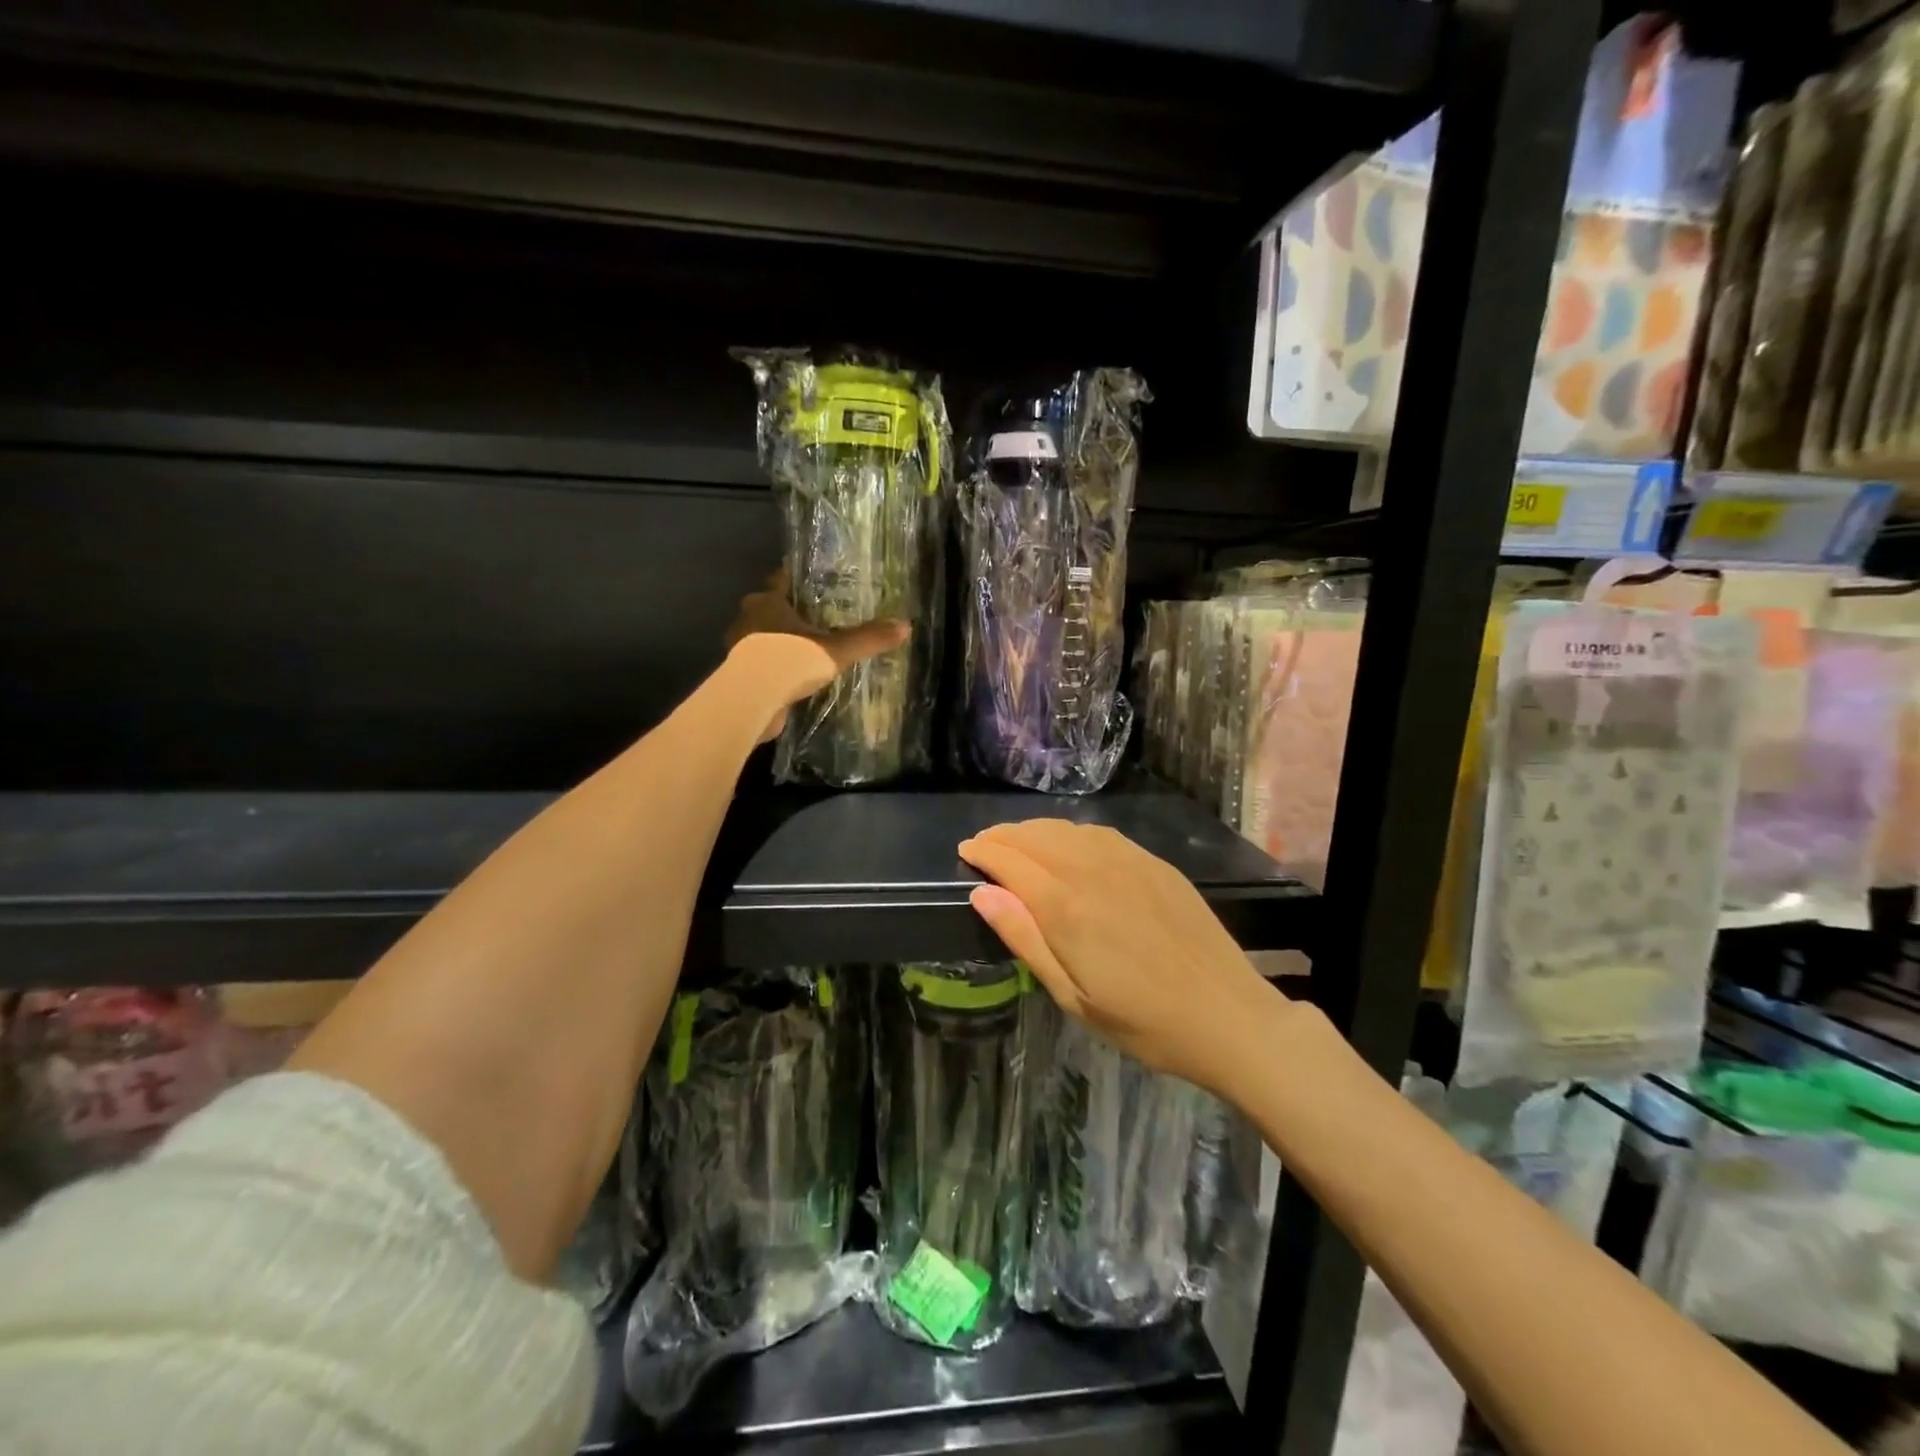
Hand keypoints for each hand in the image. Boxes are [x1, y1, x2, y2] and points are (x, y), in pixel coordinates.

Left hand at [725, 567, 909, 743]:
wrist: (752, 700)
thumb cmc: (790, 660)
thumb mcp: (836, 650)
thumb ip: (868, 639)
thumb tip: (905, 626)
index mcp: (768, 600)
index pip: (782, 578)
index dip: (799, 577)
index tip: (817, 578)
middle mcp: (748, 617)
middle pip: (771, 606)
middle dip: (790, 610)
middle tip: (818, 615)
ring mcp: (740, 646)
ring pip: (763, 635)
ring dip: (781, 640)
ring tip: (808, 646)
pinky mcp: (740, 673)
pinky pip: (762, 662)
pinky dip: (776, 666)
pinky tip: (793, 675)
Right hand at [959, 820, 1287, 1095]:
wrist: (1228, 1015)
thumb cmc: (1142, 1021)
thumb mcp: (1072, 996)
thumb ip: (1025, 939)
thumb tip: (981, 893)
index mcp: (1066, 907)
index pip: (1011, 862)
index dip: (983, 852)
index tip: (966, 851)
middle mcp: (1092, 870)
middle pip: (1035, 837)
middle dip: (1003, 836)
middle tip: (985, 845)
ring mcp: (1128, 861)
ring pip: (1067, 829)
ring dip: (1034, 830)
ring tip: (1018, 842)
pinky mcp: (1154, 863)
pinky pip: (1100, 834)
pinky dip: (1071, 833)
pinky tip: (1068, 844)